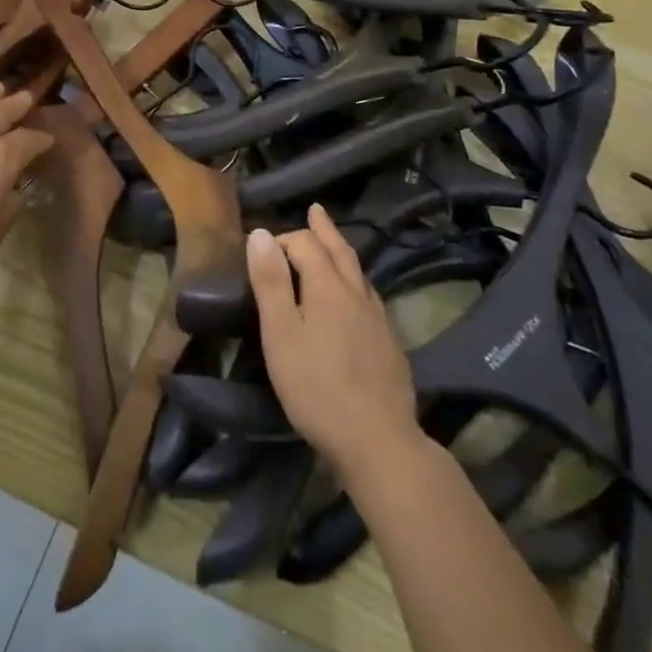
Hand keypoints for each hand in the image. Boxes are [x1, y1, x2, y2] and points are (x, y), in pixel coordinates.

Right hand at [247, 205, 420, 477]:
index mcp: (328, 287)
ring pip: (359, 272)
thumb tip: (261, 233)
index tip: (263, 251)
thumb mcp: (280, 333)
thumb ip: (270, 282)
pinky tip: (355, 296)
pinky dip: (356, 280)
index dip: (284, 239)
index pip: (306, 244)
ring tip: (334, 244)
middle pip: (340, 250)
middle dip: (324, 229)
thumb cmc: (317, 387)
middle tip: (316, 210)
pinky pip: (370, 296)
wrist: (378, 440)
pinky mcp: (390, 343)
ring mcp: (378, 318)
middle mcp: (357, 293)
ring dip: (342, 251)